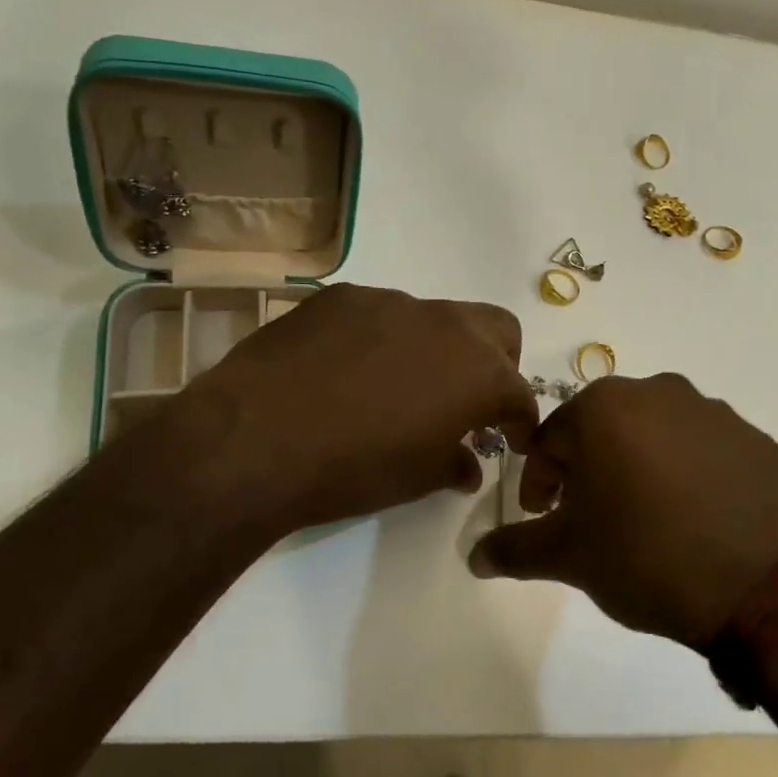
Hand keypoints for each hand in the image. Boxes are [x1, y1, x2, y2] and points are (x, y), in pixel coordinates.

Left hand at [183, 284, 536, 530]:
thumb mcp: (416, 479)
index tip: (511, 441)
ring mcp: (389, 302)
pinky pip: (378, 313)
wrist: (256, 439)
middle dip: (496, 363)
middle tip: (469, 401)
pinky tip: (347, 371)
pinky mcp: (340, 297)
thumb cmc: (353, 469)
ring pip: (434, 318)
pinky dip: (381, 339)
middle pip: (496, 329)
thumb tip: (468, 466)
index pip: (520, 392)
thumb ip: (454, 464)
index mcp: (477, 372)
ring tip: (397, 387)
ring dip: (434, 350)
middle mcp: (444, 324)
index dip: (520, 421)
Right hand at [468, 373, 777, 647]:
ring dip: (637, 468)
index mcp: (605, 407)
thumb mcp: (568, 557)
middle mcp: (659, 392)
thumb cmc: (646, 557)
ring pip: (654, 435)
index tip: (543, 517)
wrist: (762, 587)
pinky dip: (686, 474)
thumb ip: (514, 549)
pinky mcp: (756, 439)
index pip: (549, 439)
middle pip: (603, 429)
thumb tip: (474, 557)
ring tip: (644, 521)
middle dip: (586, 470)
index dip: (538, 481)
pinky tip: (693, 519)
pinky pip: (703, 450)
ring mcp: (714, 412)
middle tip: (589, 519)